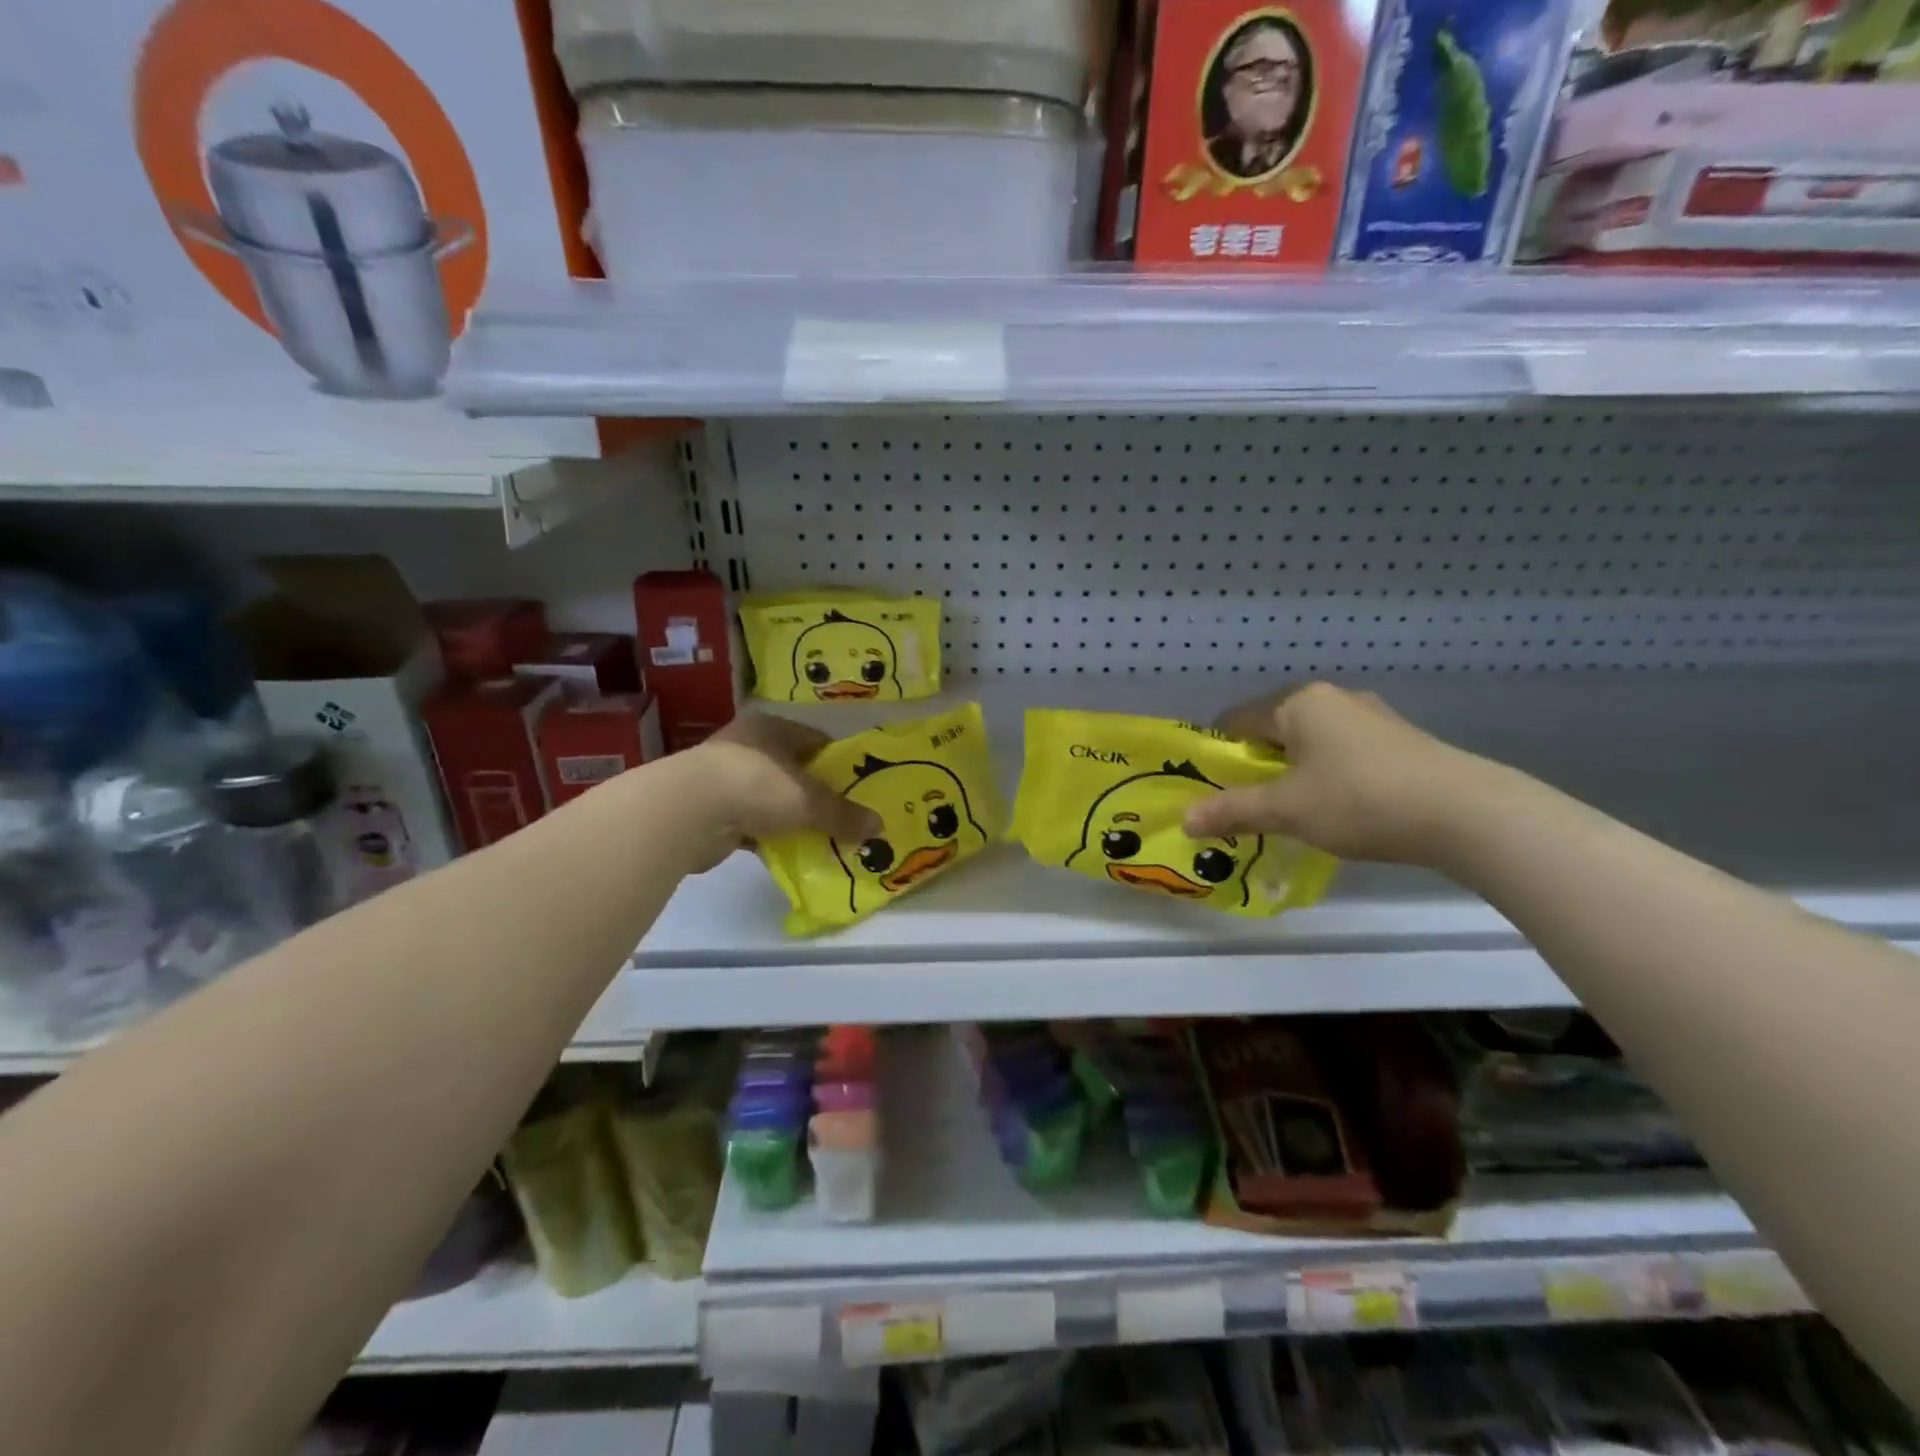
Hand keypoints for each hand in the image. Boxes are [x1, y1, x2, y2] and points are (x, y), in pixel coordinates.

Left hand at [691, 713, 881, 856]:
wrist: (687, 812)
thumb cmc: (756, 785)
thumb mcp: (809, 800)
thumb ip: (843, 814)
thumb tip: (880, 826)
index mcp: (772, 727)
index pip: (816, 741)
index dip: (839, 764)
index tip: (859, 788)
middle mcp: (748, 745)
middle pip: (794, 770)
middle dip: (817, 794)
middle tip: (844, 817)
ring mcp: (725, 776)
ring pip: (772, 797)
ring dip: (791, 817)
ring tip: (821, 837)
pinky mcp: (711, 809)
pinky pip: (752, 822)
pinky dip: (768, 836)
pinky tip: (787, 852)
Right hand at [1181, 683, 1494, 864]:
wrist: (1466, 814)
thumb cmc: (1360, 800)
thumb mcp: (1287, 810)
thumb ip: (1233, 811)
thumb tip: (1185, 821)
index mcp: (1299, 702)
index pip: (1237, 720)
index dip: (1217, 753)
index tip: (1210, 788)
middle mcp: (1333, 698)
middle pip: (1275, 730)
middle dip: (1256, 766)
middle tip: (1247, 805)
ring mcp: (1371, 716)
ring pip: (1311, 742)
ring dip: (1293, 773)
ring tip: (1292, 812)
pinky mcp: (1400, 740)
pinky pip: (1343, 752)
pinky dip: (1328, 776)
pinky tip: (1339, 809)